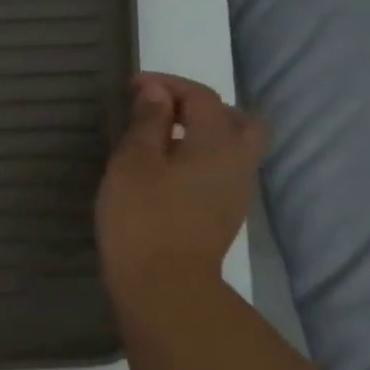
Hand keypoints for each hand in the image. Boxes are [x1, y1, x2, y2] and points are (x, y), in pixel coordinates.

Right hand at [96, 73, 266, 306]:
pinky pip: (219, 170)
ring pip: (231, 146)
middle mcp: (238, 162)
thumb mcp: (133, 162)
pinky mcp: (223, 214)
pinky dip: (197, 157)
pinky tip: (166, 171)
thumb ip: (148, 122)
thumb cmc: (142, 217)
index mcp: (218, 143)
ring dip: (200, 133)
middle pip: (236, 119)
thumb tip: (157, 92)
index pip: (201, 96)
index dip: (167, 84)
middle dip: (199, 106)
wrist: (164, 285)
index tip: (132, 85)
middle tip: (160, 110)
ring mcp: (235, 191)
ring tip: (158, 139)